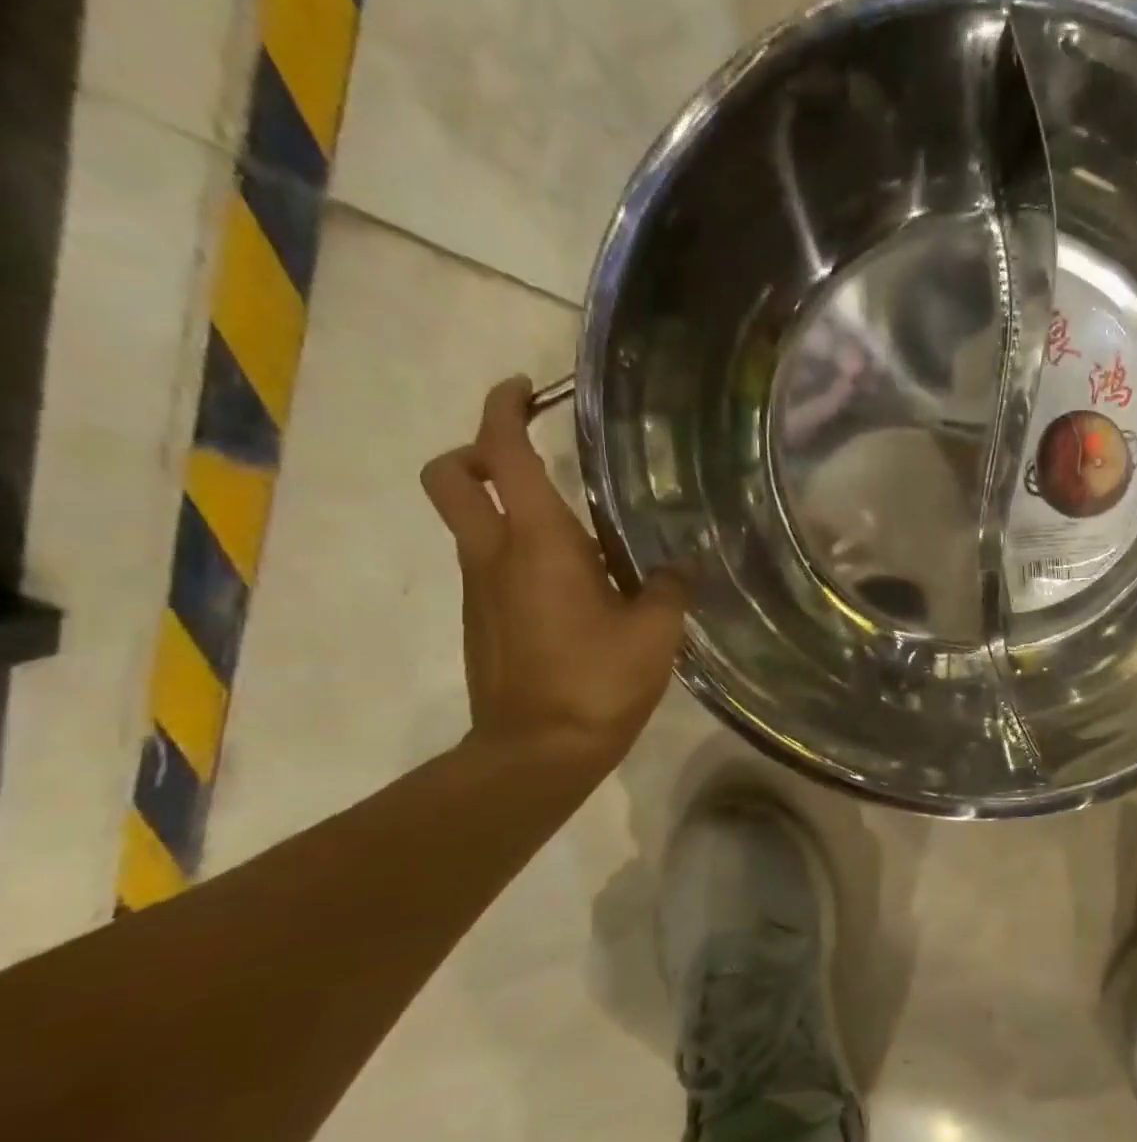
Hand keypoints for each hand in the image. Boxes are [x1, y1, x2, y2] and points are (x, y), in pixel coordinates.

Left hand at [420, 376, 689, 771]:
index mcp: (538, 544)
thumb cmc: (596, 682)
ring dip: (506, 506)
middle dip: (476, 450)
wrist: (536, 754)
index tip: (527, 388)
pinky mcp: (483, 621)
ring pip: (471, 523)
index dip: (505, 408)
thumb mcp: (654, 632)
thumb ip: (669, 586)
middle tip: (526, 453)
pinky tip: (575, 586)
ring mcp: (481, 590)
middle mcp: (494, 555)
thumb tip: (681, 564)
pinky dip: (519, 553)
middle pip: (450, 478)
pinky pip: (492, 566)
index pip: (501, 453)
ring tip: (580, 532)